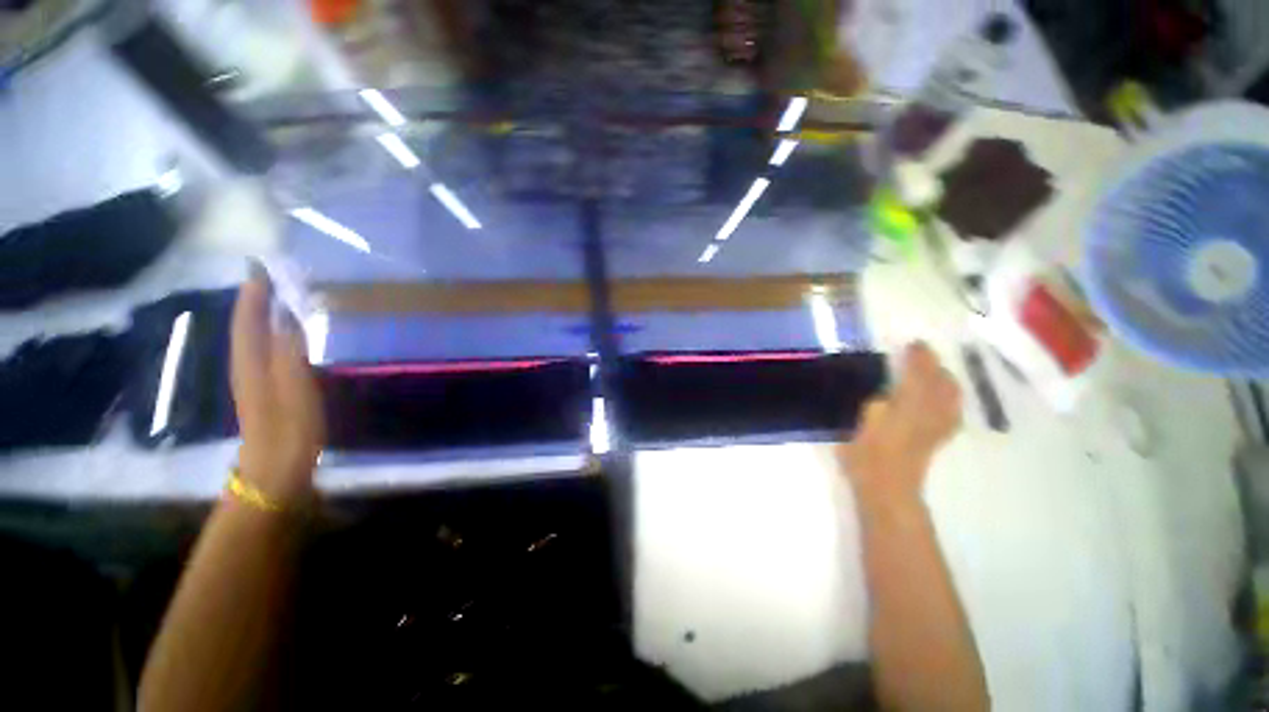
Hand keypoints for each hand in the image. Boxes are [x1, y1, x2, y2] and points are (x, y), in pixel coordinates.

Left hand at [231, 269, 324, 502]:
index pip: (248, 318)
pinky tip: (288, 332)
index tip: (261, 264)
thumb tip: (288, 315)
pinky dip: (274, 333)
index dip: (253, 291)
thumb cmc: (289, 428)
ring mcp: (256, 377)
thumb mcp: (294, 388)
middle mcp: (248, 364)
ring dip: (264, 313)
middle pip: (248, 323)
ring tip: (280, 294)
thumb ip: (290, 351)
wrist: (277, 468)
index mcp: (252, 361)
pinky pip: (267, 349)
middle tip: (273, 273)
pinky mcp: (268, 388)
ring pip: (256, 335)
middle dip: (257, 297)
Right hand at [837, 342, 961, 505]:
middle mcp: (931, 411)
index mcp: (910, 403)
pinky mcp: (938, 436)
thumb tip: (890, 391)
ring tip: (932, 372)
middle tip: (921, 355)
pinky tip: (940, 398)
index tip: (914, 344)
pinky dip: (948, 397)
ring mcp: (939, 425)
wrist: (888, 486)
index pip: (920, 373)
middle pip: (942, 382)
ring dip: (944, 380)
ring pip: (951, 395)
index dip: (919, 357)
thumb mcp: (866, 420)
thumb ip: (879, 402)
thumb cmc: (868, 452)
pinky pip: (951, 410)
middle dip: (934, 366)